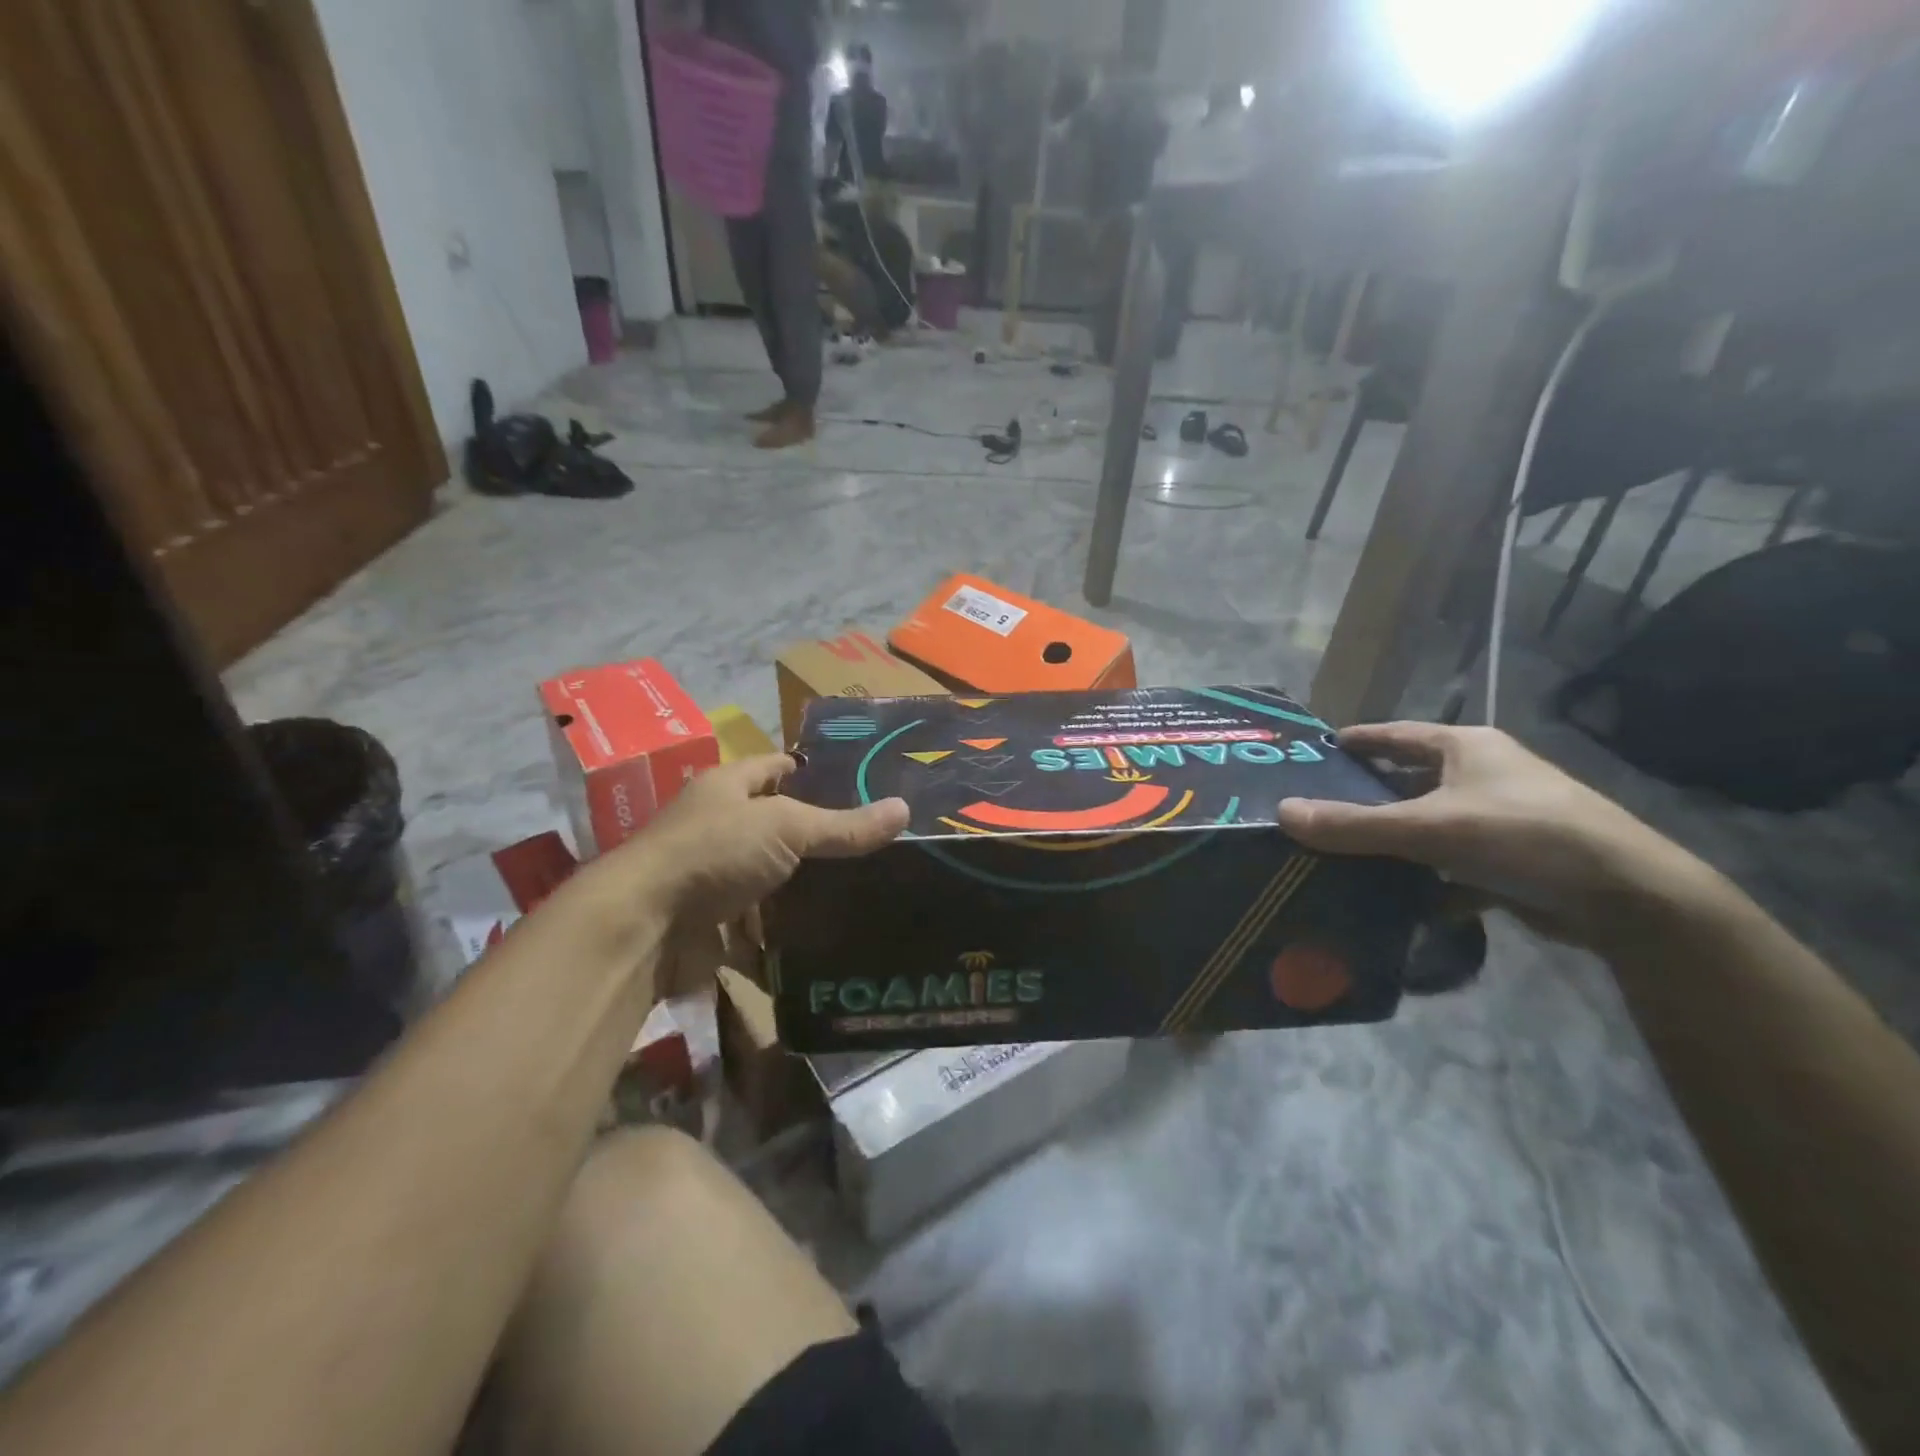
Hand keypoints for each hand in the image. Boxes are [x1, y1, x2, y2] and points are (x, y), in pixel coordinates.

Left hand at [604, 754, 906, 927]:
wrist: (644, 927)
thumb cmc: (714, 852)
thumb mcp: (786, 827)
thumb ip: (844, 825)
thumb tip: (904, 809)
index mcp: (728, 787)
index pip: (776, 767)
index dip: (810, 769)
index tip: (856, 781)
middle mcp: (718, 827)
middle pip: (777, 826)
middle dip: (818, 837)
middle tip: (875, 844)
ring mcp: (714, 877)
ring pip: (771, 879)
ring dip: (804, 889)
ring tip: (863, 891)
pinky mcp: (714, 924)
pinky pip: (760, 925)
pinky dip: (785, 933)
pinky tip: (827, 935)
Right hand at [1276, 723, 1713, 947]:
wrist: (1630, 899)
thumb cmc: (1525, 836)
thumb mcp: (1430, 828)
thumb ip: (1354, 824)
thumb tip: (1281, 813)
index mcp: (1466, 748)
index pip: (1396, 734)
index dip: (1357, 741)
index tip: (1316, 752)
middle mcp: (1484, 775)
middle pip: (1409, 781)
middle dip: (1367, 796)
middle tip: (1316, 810)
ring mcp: (1501, 818)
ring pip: (1429, 824)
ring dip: (1393, 840)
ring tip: (1341, 855)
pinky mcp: (1513, 860)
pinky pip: (1451, 862)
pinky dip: (1425, 878)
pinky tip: (1393, 898)